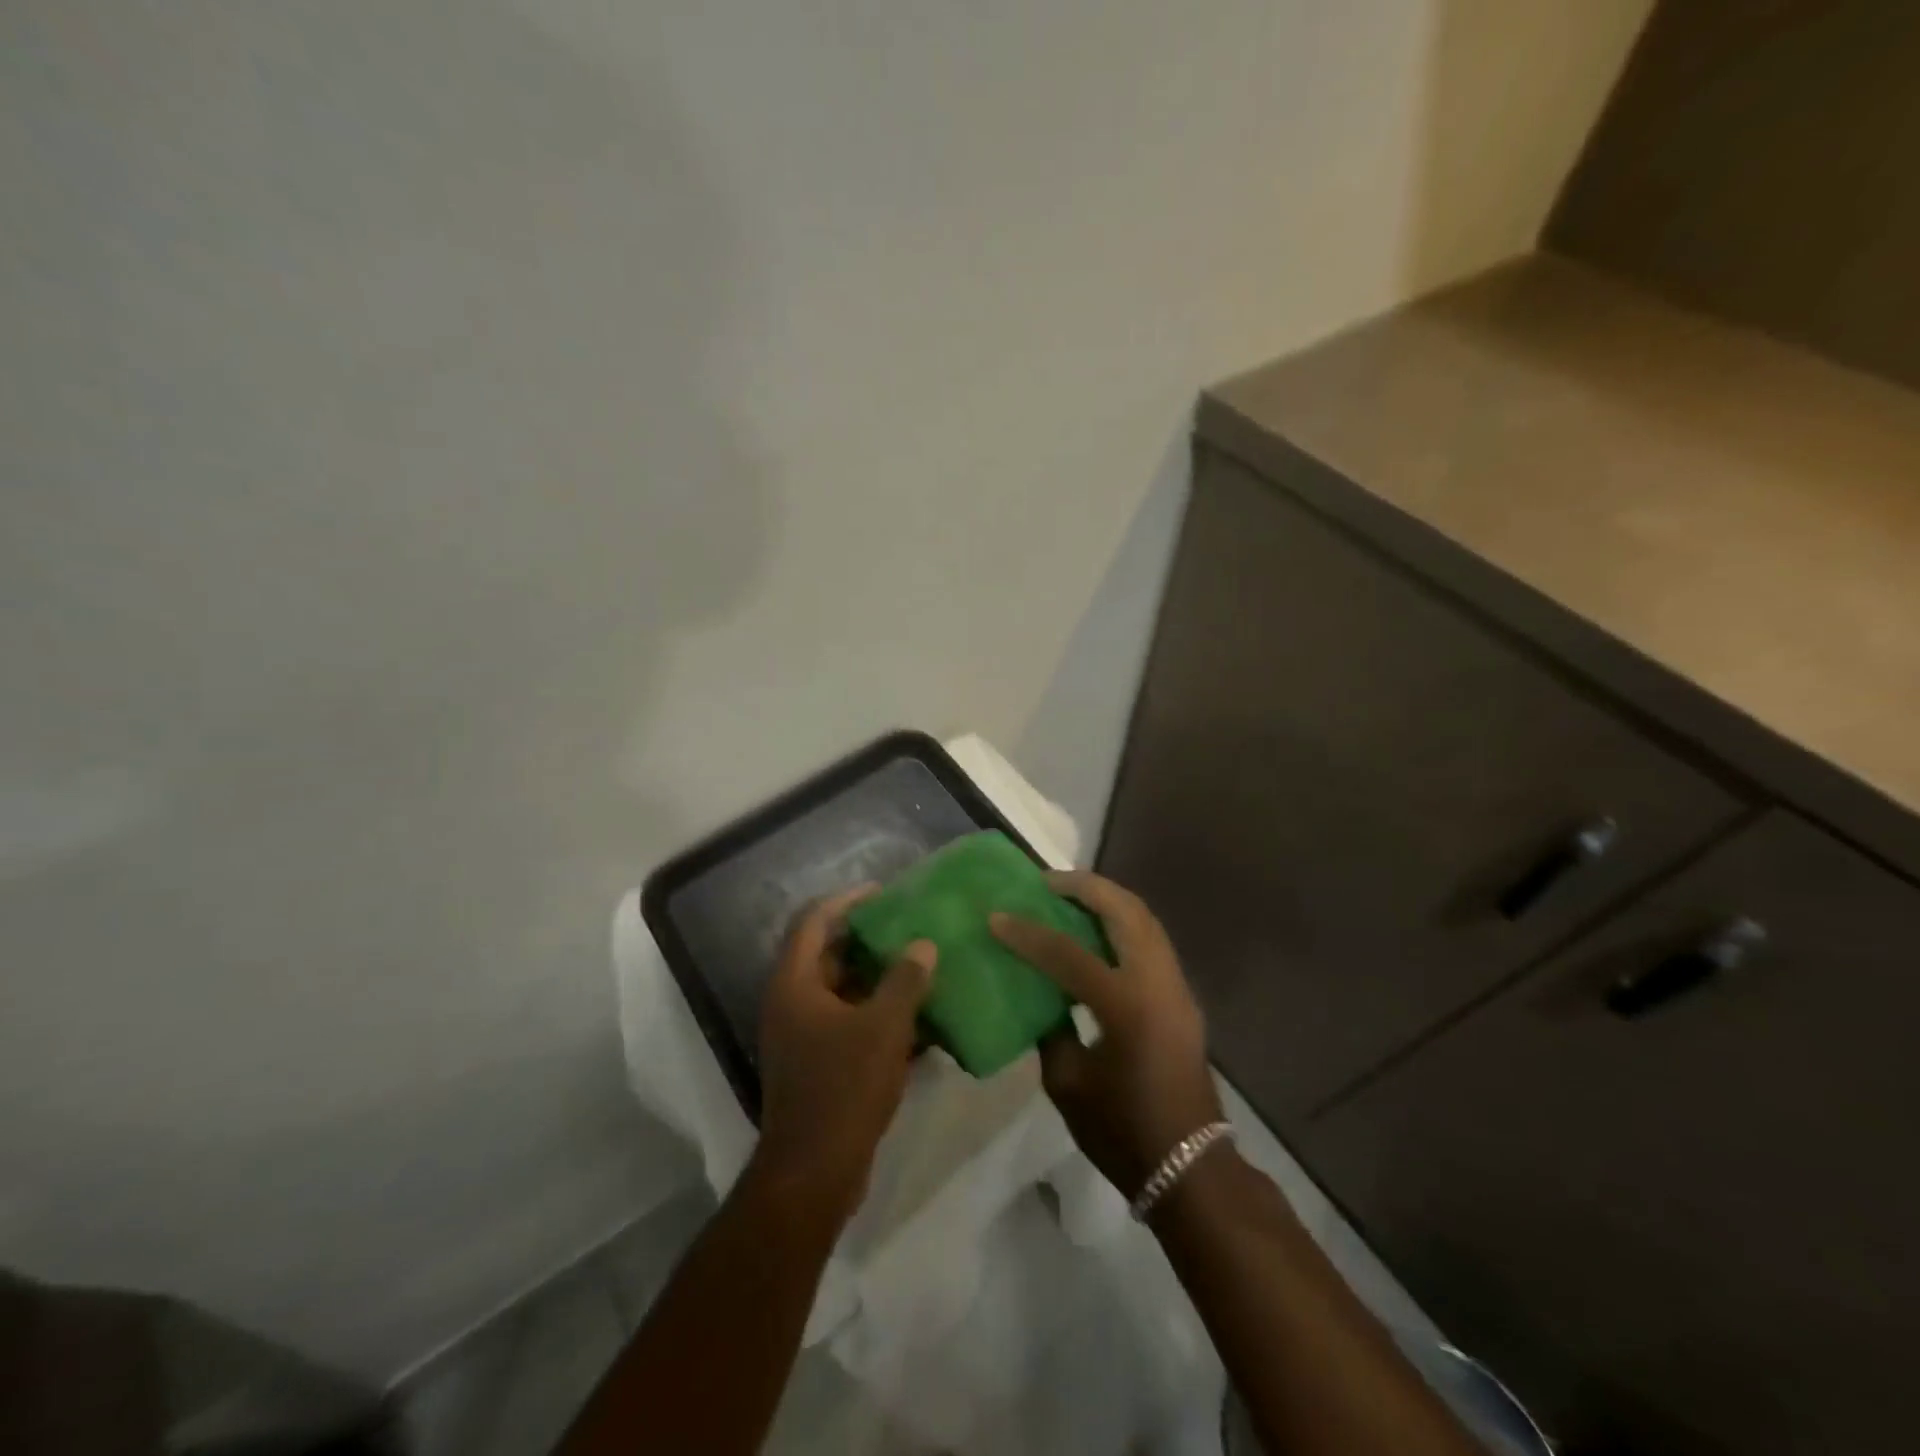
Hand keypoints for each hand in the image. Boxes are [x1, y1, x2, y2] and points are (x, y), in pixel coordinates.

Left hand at [754, 885, 935, 1221]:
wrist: (814, 1173)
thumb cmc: (844, 1088)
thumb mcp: (883, 1027)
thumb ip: (905, 980)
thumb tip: (923, 945)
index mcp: (794, 984)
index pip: (814, 922)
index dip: (847, 900)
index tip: (883, 891)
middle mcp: (791, 1003)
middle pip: (828, 954)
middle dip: (868, 938)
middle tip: (908, 925)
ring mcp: (802, 1035)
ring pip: (842, 990)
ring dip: (877, 977)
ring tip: (919, 963)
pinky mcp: (817, 1063)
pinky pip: (849, 1022)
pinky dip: (877, 1014)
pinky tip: (918, 1017)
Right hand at [991, 871, 1222, 1200]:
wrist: (1191, 1166)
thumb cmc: (1123, 1132)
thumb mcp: (1068, 1085)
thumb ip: (1050, 1029)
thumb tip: (1039, 995)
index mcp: (1125, 1006)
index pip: (1068, 953)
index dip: (1027, 933)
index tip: (997, 916)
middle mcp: (1157, 983)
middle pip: (1125, 911)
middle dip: (1084, 887)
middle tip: (1047, 882)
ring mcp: (1176, 986)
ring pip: (1144, 918)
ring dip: (1107, 899)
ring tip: (1069, 895)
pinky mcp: (1182, 995)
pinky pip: (1151, 938)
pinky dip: (1122, 921)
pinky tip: (1095, 930)